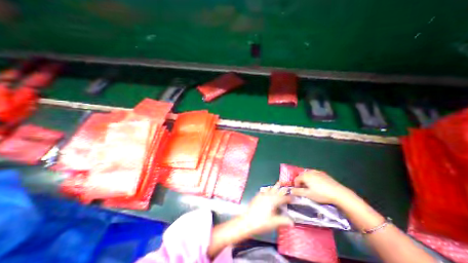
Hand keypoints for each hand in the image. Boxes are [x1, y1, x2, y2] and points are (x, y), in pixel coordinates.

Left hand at [239, 183, 293, 235]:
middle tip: (286, 185)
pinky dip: (267, 189)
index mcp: (273, 201)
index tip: (293, 197)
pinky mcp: (257, 196)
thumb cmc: (261, 222)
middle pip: (276, 191)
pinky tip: (267, 189)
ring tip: (278, 183)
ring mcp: (261, 195)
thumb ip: (283, 221)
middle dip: (282, 188)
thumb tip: (292, 222)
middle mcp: (268, 196)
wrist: (247, 221)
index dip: (289, 197)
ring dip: (275, 187)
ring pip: (270, 189)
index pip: (283, 198)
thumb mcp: (274, 223)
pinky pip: (264, 190)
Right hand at [292, 170, 352, 204]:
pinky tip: (318, 185)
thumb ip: (298, 192)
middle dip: (301, 182)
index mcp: (305, 176)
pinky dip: (313, 178)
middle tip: (305, 190)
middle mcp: (309, 171)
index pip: (296, 179)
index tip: (299, 191)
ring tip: (311, 187)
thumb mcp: (308, 195)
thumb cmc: (321, 194)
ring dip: (307, 180)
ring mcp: (317, 172)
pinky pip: (315, 174)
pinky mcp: (323, 173)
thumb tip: (290, 190)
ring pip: (308, 175)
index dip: (296, 185)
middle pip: (302, 176)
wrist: (339, 193)